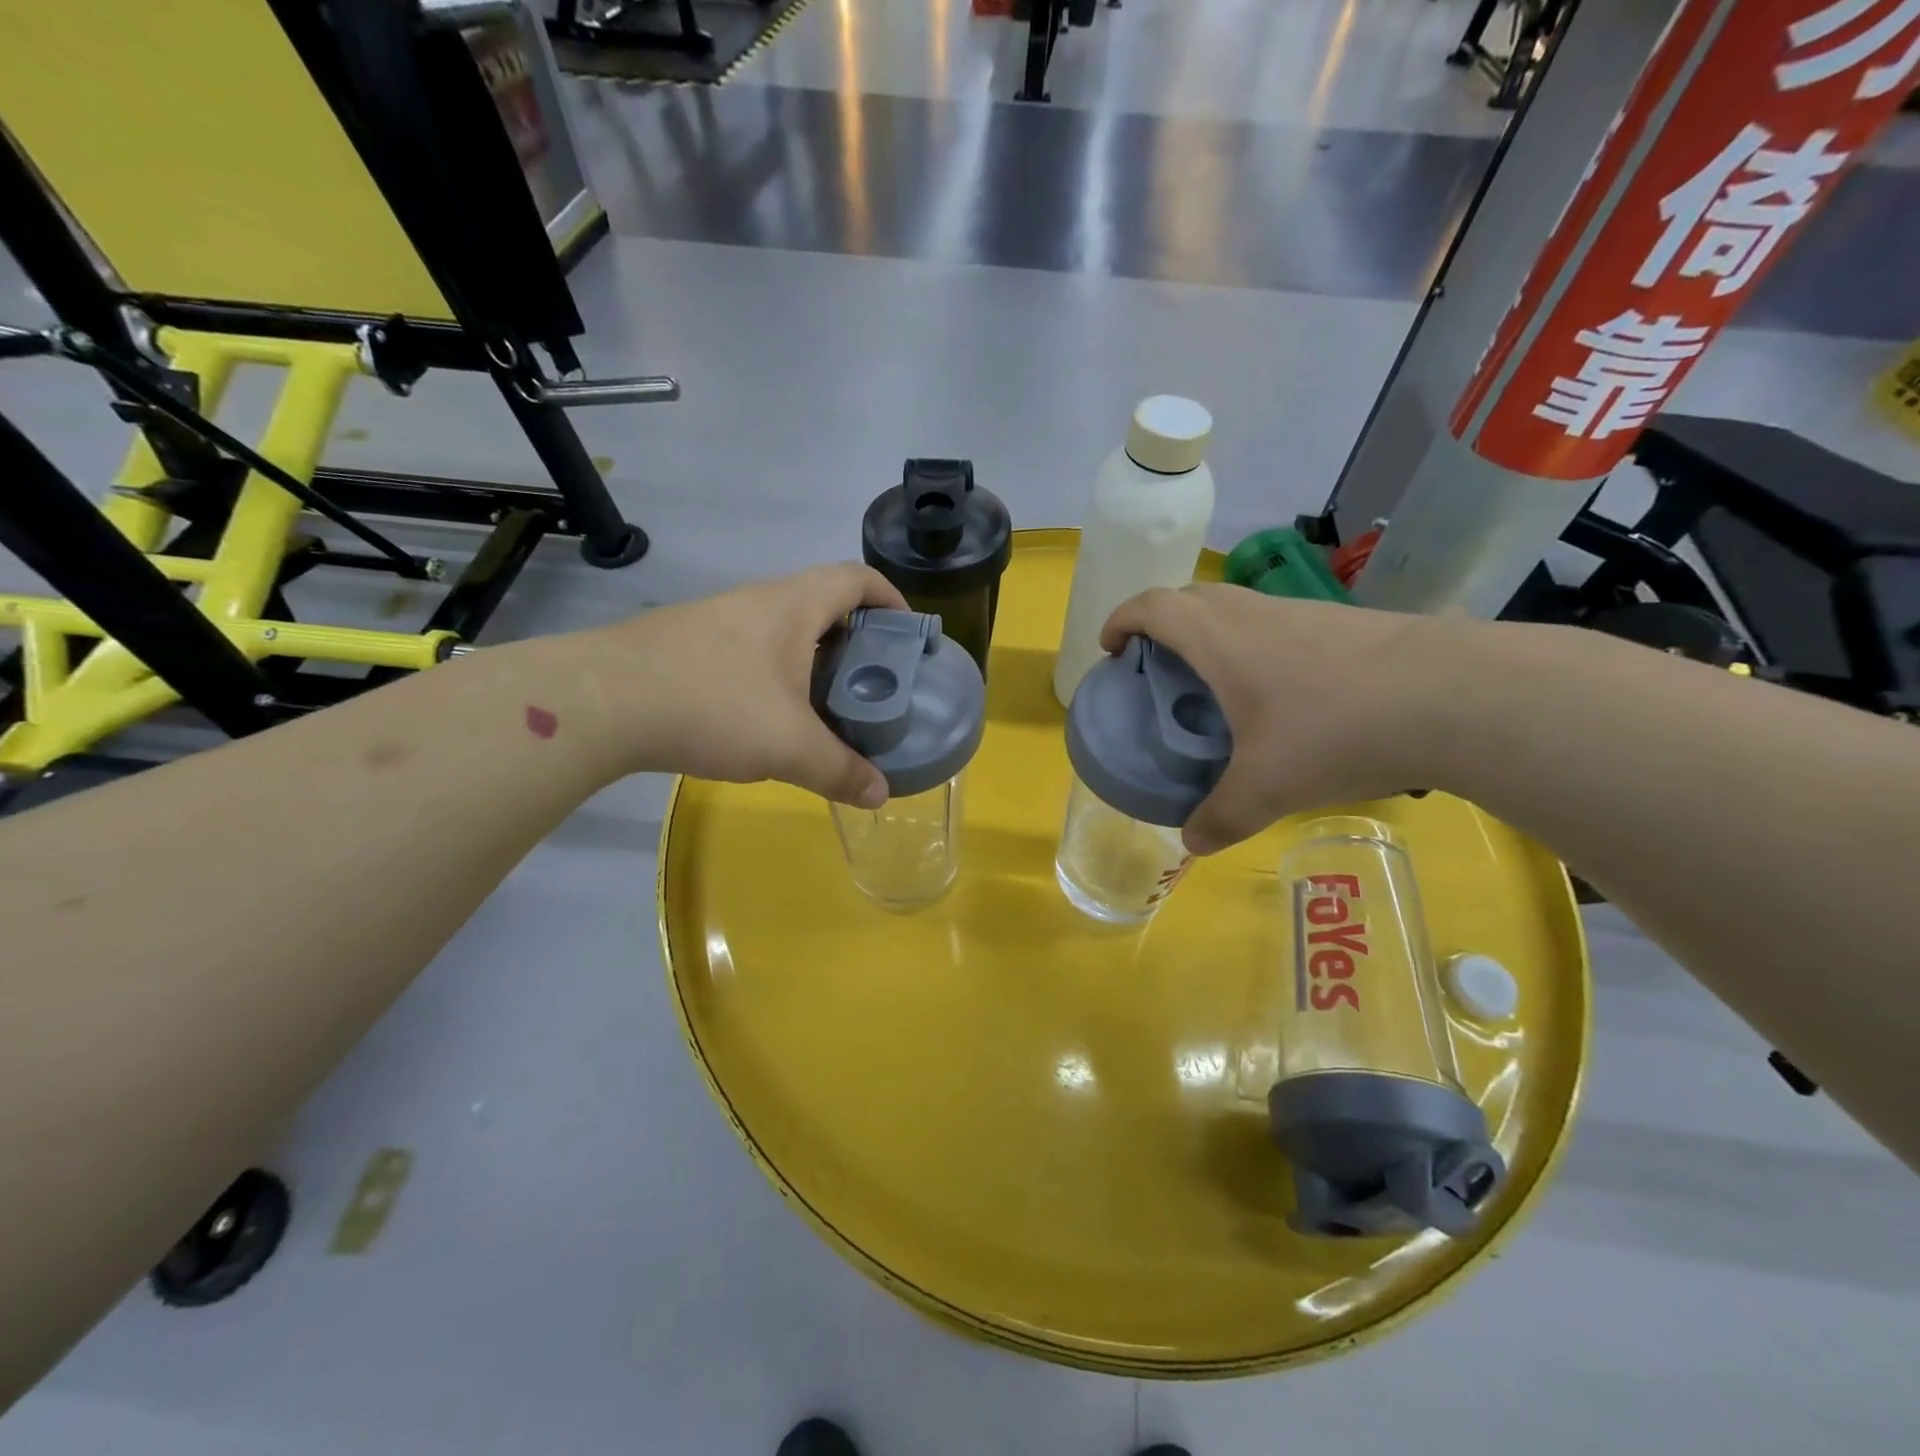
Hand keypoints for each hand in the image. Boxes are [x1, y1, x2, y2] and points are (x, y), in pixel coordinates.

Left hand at [594, 563, 907, 803]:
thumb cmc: (713, 705)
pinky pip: (748, 649)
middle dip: (856, 636)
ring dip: (811, 657)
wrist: (600, 702)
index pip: (856, 578)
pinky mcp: (686, 645)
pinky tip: (766, 715)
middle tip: (873, 682)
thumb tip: (880, 795)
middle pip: (822, 601)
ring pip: (782, 628)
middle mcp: (757, 601)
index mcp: (793, 606)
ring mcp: (716, 619)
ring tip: (826, 704)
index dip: (891, 598)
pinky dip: (774, 672)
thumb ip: (840, 770)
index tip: (909, 634)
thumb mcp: (788, 746)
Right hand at [1100, 584, 1452, 854]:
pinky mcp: (1342, 624)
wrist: (1457, 695)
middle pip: (1189, 599)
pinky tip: (1278, 698)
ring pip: (1236, 609)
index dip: (1121, 620)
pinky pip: (1274, 624)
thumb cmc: (1337, 730)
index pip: (1151, 605)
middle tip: (1155, 671)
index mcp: (1219, 638)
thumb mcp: (1268, 788)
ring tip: (1212, 688)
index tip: (1110, 650)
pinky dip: (1253, 647)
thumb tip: (1192, 844)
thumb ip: (1221, 817)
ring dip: (1209, 635)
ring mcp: (1301, 613)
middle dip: (1159, 626)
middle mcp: (1254, 613)